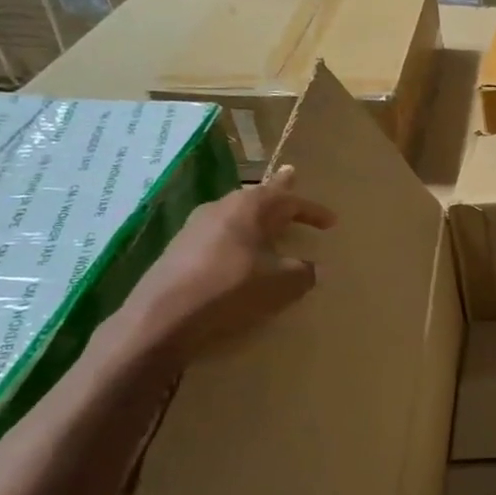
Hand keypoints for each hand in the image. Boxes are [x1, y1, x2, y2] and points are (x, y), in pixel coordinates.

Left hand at [116, 166, 335, 366]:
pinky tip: (238, 251)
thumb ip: (303, 272)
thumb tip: (313, 268)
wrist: (163, 316)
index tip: (332, 222)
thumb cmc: (232, 288)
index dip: (312, 210)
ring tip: (267, 219)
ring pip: (235, 214)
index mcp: (249, 208)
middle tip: (291, 178)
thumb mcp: (282, 283)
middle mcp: (221, 208)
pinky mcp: (179, 249)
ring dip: (256, 218)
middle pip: (256, 196)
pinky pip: (219, 234)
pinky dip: (237, 238)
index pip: (289, 200)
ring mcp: (195, 227)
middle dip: (278, 193)